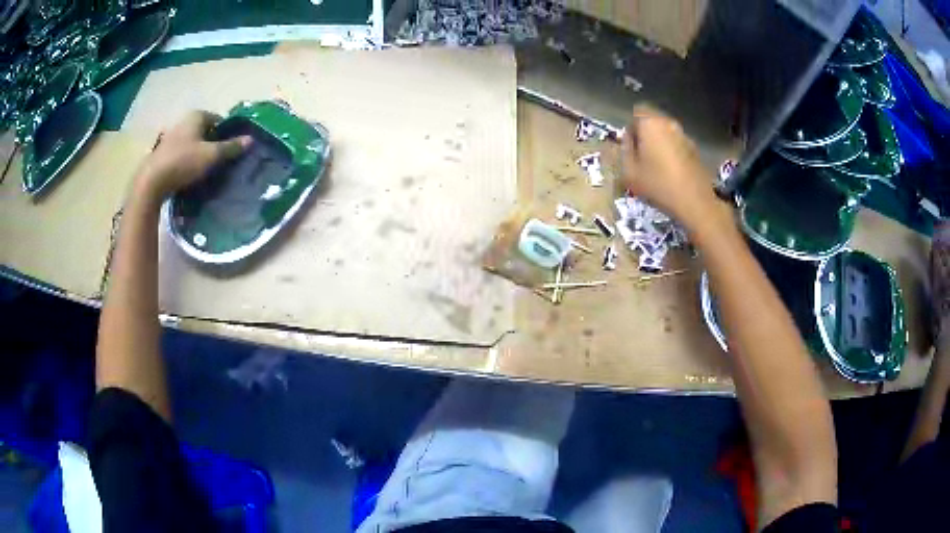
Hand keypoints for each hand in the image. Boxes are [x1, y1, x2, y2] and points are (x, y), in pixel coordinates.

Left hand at [134, 110, 250, 199]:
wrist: (152, 182)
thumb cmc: (184, 162)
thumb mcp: (212, 155)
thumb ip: (231, 147)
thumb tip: (251, 140)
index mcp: (197, 115)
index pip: (219, 120)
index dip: (226, 134)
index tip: (230, 150)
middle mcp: (183, 120)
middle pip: (205, 132)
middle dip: (212, 144)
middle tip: (219, 162)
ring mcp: (171, 135)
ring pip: (192, 143)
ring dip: (199, 154)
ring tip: (205, 171)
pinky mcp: (163, 152)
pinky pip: (181, 153)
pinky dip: (187, 161)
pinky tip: (189, 174)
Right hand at [621, 105, 723, 230]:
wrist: (694, 202)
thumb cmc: (658, 184)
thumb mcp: (629, 172)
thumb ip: (624, 151)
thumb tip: (627, 141)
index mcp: (650, 123)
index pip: (636, 113)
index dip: (630, 129)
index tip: (630, 147)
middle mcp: (668, 123)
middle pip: (652, 120)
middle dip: (645, 134)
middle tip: (641, 156)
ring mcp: (684, 135)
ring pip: (665, 132)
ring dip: (659, 143)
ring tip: (655, 165)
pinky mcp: (695, 149)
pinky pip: (677, 143)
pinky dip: (671, 151)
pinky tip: (670, 171)